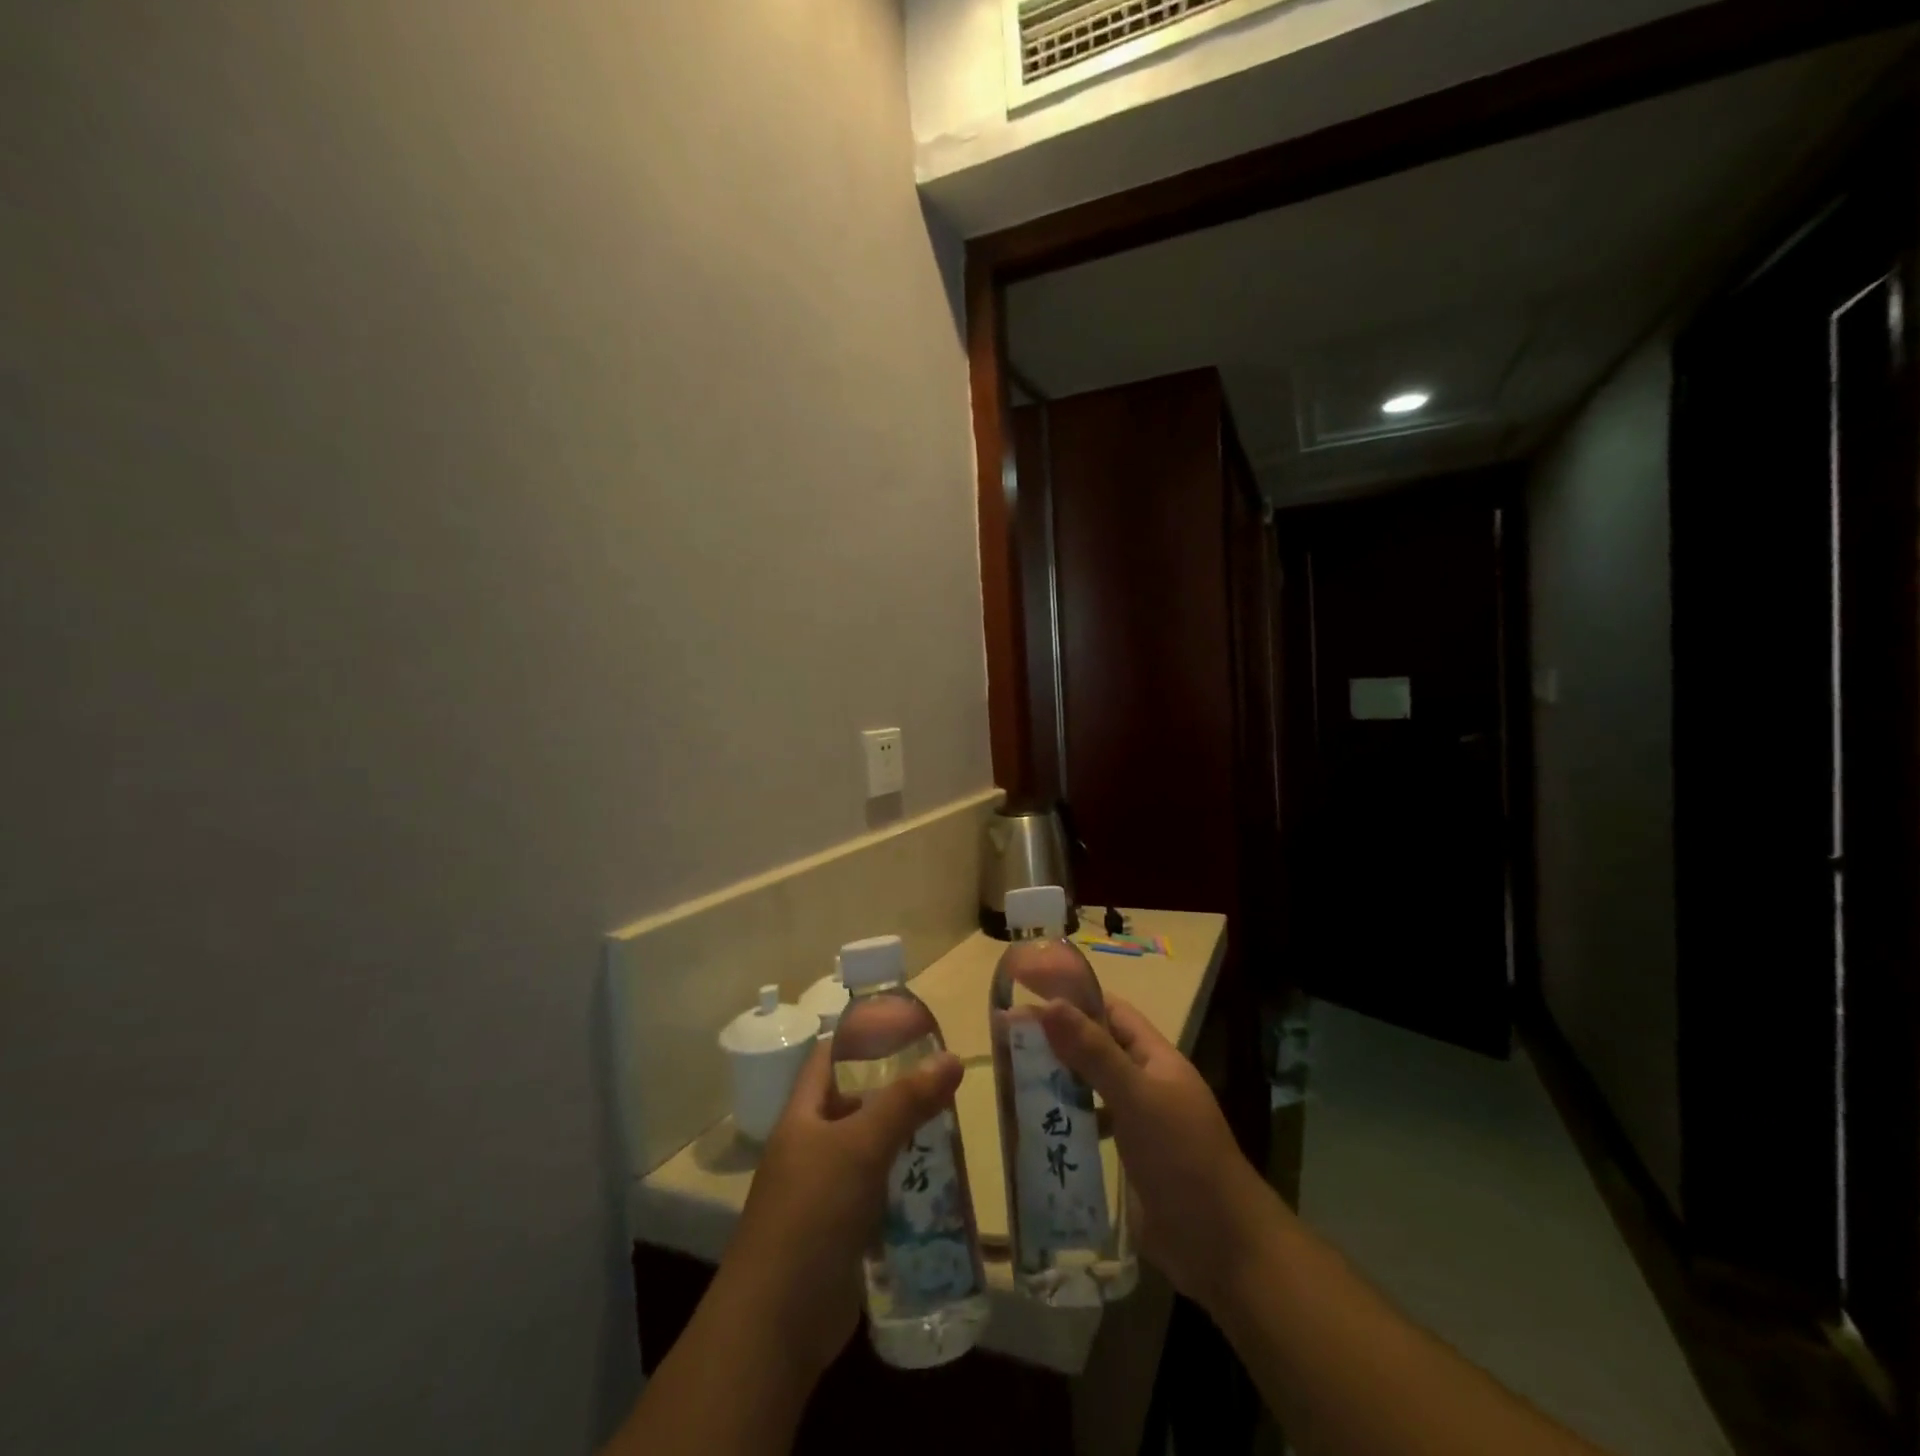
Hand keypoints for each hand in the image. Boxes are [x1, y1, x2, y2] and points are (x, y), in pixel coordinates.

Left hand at [717, 1041, 962, 1381]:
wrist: (777, 1324)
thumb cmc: (812, 1214)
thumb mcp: (861, 1146)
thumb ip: (907, 1101)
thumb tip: (953, 1056)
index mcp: (804, 1115)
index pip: (830, 1058)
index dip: (862, 1038)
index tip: (908, 1028)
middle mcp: (811, 1147)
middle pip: (855, 1103)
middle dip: (896, 1090)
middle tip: (943, 1078)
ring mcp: (825, 1192)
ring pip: (871, 1150)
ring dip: (905, 1139)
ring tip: (951, 1123)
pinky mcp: (842, 1232)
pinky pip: (878, 1194)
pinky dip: (904, 1184)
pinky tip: (939, 1181)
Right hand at [1039, 997, 1279, 1309]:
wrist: (1222, 1248)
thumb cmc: (1182, 1159)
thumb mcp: (1136, 1098)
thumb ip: (1094, 1054)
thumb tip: (1052, 1005)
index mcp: (1154, 1058)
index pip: (1111, 1011)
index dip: (1074, 997)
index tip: (1028, 993)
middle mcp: (1145, 1083)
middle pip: (1096, 1048)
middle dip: (1056, 1040)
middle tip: (1005, 1039)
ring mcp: (1137, 1122)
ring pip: (1089, 1089)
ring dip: (1056, 1082)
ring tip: (1009, 1080)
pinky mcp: (1127, 1159)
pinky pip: (1089, 1128)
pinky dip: (1064, 1123)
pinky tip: (1035, 1130)